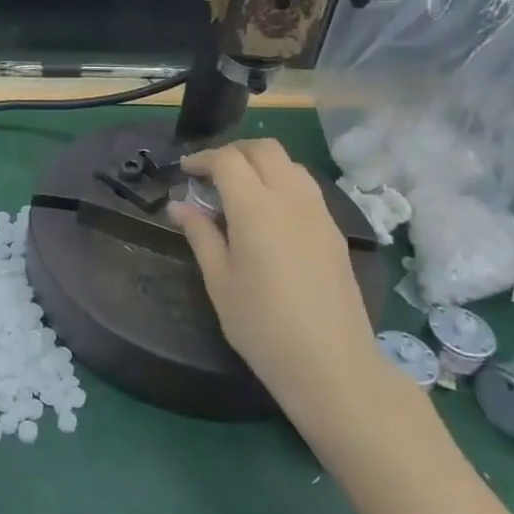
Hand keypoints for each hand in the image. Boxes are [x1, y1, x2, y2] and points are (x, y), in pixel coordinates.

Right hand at [171, 139, 387, 420]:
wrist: (330, 363)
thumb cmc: (261, 325)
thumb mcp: (219, 281)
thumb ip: (200, 235)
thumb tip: (179, 205)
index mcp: (256, 208)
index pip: (228, 160)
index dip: (203, 159)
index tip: (185, 171)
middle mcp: (291, 198)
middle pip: (264, 149)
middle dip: (234, 152)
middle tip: (211, 174)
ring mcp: (319, 212)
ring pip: (290, 164)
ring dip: (262, 164)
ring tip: (239, 190)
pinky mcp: (334, 231)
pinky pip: (307, 187)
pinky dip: (282, 182)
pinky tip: (269, 214)